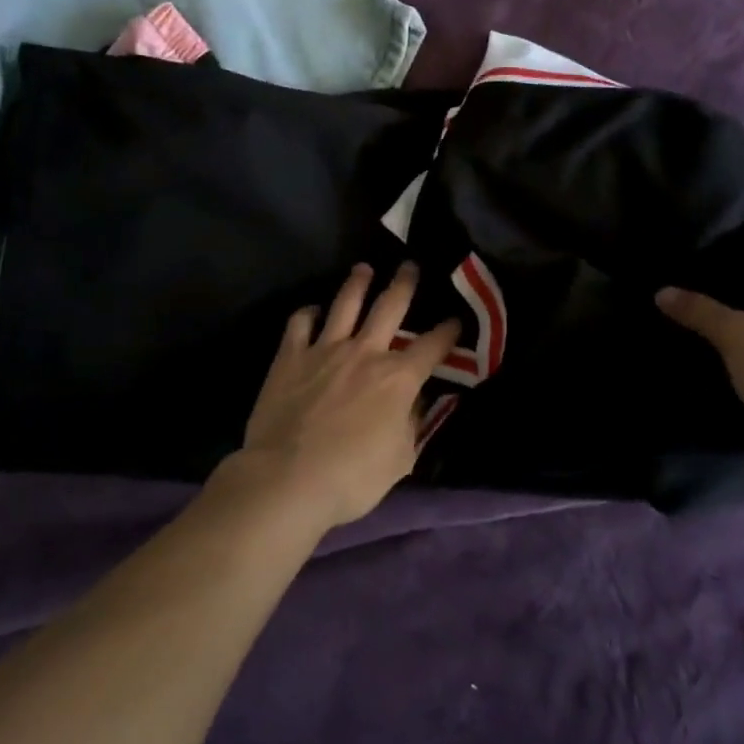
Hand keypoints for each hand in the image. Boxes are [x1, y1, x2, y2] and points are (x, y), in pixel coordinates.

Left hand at [229, 263, 462, 531]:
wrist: (287, 478)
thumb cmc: (351, 478)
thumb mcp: (400, 459)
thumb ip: (410, 423)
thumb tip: (414, 401)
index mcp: (398, 378)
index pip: (432, 346)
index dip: (448, 332)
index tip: (456, 320)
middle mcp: (365, 352)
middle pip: (389, 307)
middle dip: (404, 284)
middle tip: (410, 265)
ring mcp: (325, 349)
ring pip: (345, 304)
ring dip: (357, 283)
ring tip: (364, 268)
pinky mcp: (290, 356)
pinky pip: (300, 323)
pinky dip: (308, 313)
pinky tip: (313, 311)